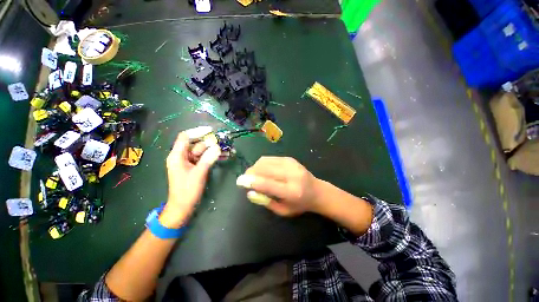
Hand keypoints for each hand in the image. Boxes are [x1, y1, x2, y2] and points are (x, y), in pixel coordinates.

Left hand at [159, 131, 220, 227]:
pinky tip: (224, 156)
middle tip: (224, 142)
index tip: (211, 130)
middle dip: (210, 143)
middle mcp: (182, 156)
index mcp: (177, 155)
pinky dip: (213, 157)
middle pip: (197, 144)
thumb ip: (208, 159)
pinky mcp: (195, 167)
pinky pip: (204, 158)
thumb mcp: (198, 173)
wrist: (183, 207)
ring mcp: (189, 162)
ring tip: (228, 150)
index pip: (185, 137)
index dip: (197, 132)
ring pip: (202, 151)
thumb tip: (217, 147)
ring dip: (214, 150)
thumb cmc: (187, 191)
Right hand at [236, 157, 322, 216]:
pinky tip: (262, 170)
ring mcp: (291, 163)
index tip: (240, 181)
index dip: (252, 181)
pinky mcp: (289, 158)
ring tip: (254, 175)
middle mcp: (292, 174)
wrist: (316, 191)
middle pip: (265, 169)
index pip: (268, 184)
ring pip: (265, 162)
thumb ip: (266, 202)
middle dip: (251, 172)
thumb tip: (249, 191)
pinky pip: (269, 159)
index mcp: (292, 191)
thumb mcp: (283, 210)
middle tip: (246, 179)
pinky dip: (262, 164)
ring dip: (255, 168)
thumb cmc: (299, 204)